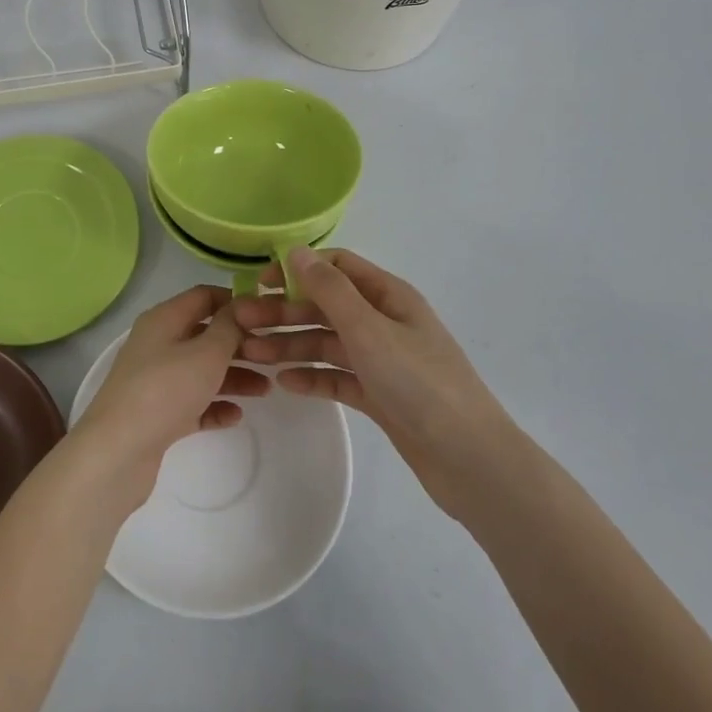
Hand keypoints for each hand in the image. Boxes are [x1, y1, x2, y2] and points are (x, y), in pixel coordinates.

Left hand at [72, 285, 270, 502]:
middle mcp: (158, 344)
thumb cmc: (165, 391)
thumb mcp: (206, 353)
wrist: (118, 451)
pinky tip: (236, 416)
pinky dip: (214, 406)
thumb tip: (240, 308)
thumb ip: (229, 328)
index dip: (236, 302)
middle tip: (275, 356)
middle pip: (206, 335)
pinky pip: (193, 403)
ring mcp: (156, 380)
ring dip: (234, 377)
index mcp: (164, 320)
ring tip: (266, 389)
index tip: (268, 316)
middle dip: (240, 344)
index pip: (204, 296)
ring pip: (202, 370)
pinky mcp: (158, 414)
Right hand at [236, 247, 505, 519]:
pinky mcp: (380, 395)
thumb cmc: (419, 383)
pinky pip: (338, 377)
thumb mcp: (369, 329)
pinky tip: (285, 384)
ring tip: (253, 356)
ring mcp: (382, 360)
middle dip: (284, 312)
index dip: (297, 269)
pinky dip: (312, 377)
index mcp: (388, 296)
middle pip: (325, 307)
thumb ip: (330, 289)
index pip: (336, 267)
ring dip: (291, 345)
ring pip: (327, 343)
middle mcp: (384, 322)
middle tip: (242, 325)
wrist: (470, 460)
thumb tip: (295, 250)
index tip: (260, 283)